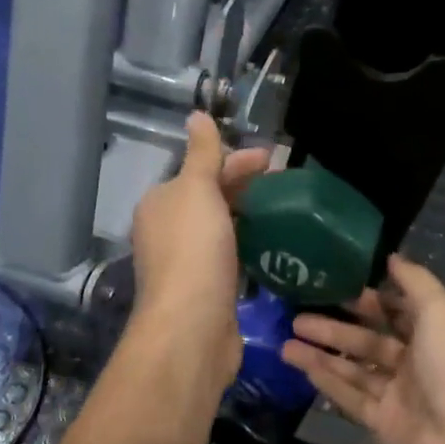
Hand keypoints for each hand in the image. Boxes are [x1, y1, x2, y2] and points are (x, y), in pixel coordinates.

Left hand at [129, 112, 270, 382]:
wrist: (191, 328)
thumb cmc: (193, 252)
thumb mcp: (197, 191)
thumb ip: (202, 155)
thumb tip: (197, 114)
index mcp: (161, 203)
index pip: (200, 171)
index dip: (235, 161)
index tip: (273, 160)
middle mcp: (167, 231)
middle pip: (209, 199)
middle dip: (243, 188)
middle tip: (284, 186)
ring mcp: (186, 264)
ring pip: (220, 230)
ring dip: (247, 218)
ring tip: (283, 213)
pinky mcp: (206, 291)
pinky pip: (229, 258)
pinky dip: (247, 247)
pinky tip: (270, 248)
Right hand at [280, 255, 444, 443]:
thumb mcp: (442, 313)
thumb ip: (416, 283)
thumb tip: (392, 257)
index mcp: (440, 333)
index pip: (401, 310)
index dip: (371, 297)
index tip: (335, 283)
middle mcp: (420, 362)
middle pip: (372, 339)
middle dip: (338, 325)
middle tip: (299, 312)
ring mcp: (401, 396)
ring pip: (355, 367)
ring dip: (323, 352)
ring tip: (286, 338)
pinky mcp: (384, 424)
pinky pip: (350, 396)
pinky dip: (327, 381)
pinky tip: (300, 364)